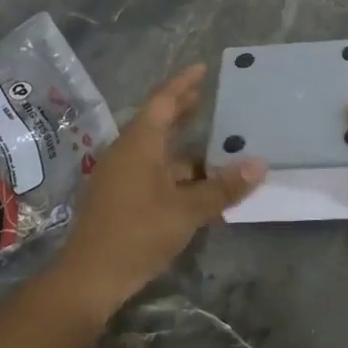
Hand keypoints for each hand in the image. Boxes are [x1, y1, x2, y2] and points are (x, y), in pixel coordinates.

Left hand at [52, 65, 266, 313]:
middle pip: (159, 122)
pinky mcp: (121, 198)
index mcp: (139, 143)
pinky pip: (154, 173)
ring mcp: (121, 176)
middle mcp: (128, 152)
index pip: (164, 101)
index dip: (184, 83)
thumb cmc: (137, 233)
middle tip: (211, 97)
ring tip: (219, 147)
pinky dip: (178, 173)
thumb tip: (259, 164)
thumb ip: (222, 188)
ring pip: (159, 152)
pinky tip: (201, 187)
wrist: (89, 278)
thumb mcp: (186, 211)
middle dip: (184, 110)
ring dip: (186, 149)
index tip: (203, 68)